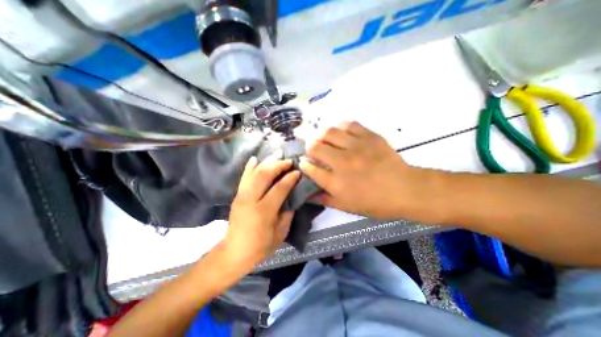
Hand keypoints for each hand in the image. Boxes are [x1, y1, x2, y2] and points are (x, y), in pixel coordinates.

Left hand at [223, 155, 299, 268]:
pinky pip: (244, 177)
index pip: (279, 188)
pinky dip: (250, 166)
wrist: (234, 252)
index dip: (290, 178)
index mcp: (264, 211)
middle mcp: (250, 199)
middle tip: (289, 160)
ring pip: (254, 172)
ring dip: (267, 161)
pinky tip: (256, 158)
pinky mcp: (237, 195)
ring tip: (277, 154)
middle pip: (265, 175)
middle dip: (278, 165)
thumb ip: (288, 212)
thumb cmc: (260, 246)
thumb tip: (292, 195)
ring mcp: (241, 196)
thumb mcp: (281, 233)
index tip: (298, 171)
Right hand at [299, 121, 421, 218]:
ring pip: (329, 132)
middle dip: (309, 148)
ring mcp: (356, 147)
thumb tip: (307, 194)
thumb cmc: (374, 202)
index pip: (310, 168)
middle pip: (315, 147)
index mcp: (336, 183)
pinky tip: (340, 133)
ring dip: (321, 135)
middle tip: (313, 150)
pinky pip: (348, 125)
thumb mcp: (345, 206)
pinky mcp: (369, 136)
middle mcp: (342, 163)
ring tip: (323, 140)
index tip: (304, 163)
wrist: (404, 190)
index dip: (304, 164)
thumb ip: (323, 199)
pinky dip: (339, 127)